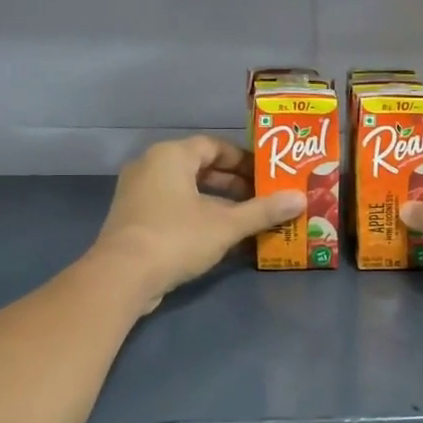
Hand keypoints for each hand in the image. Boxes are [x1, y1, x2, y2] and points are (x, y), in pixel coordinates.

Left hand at [92, 136, 303, 311]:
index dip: (243, 160)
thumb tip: (300, 198)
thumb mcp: (226, 224)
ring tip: (248, 219)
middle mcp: (150, 167)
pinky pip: (174, 208)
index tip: (267, 176)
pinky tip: (221, 237)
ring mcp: (138, 194)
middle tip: (263, 198)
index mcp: (171, 156)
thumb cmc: (176, 237)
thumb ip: (263, 211)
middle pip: (200, 168)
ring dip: (218, 203)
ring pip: (187, 190)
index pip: (214, 146)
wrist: (122, 277)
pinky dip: (198, 217)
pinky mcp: (134, 220)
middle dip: (234, 184)